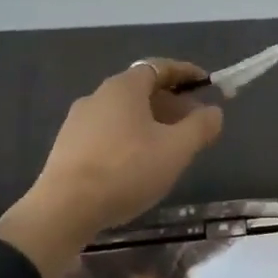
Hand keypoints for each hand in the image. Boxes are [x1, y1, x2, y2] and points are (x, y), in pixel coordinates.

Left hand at [0, 60, 224, 277]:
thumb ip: (200, 126)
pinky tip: (138, 164)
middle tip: (193, 122)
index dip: (186, 73)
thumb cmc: (126, 170)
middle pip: (141, 90)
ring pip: (123, 113)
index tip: (206, 83)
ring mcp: (78, 121)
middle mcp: (98, 96)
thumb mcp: (176, 149)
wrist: (63, 209)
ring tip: (169, 146)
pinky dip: (129, 137)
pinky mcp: (67, 147)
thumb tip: (214, 111)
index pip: (159, 67)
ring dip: (150, 122)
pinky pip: (107, 132)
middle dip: (171, 102)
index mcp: (124, 87)